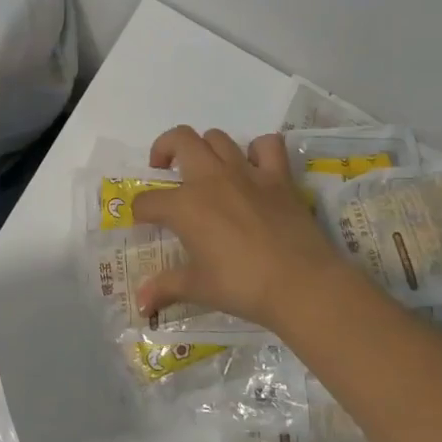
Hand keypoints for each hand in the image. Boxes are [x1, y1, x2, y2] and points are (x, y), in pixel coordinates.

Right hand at [131, 126, 349, 330]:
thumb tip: (140, 304)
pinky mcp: (278, 177)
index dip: (140, 211)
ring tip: (205, 169)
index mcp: (184, 205)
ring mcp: (246, 173)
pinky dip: (258, 150)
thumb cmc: (242, 286)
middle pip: (179, 140)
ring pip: (217, 137)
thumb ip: (165, 288)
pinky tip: (254, 167)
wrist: (301, 285)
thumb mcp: (197, 288)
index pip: (148, 201)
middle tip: (164, 169)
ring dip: (205, 148)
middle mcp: (210, 179)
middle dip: (164, 149)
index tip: (144, 222)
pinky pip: (267, 145)